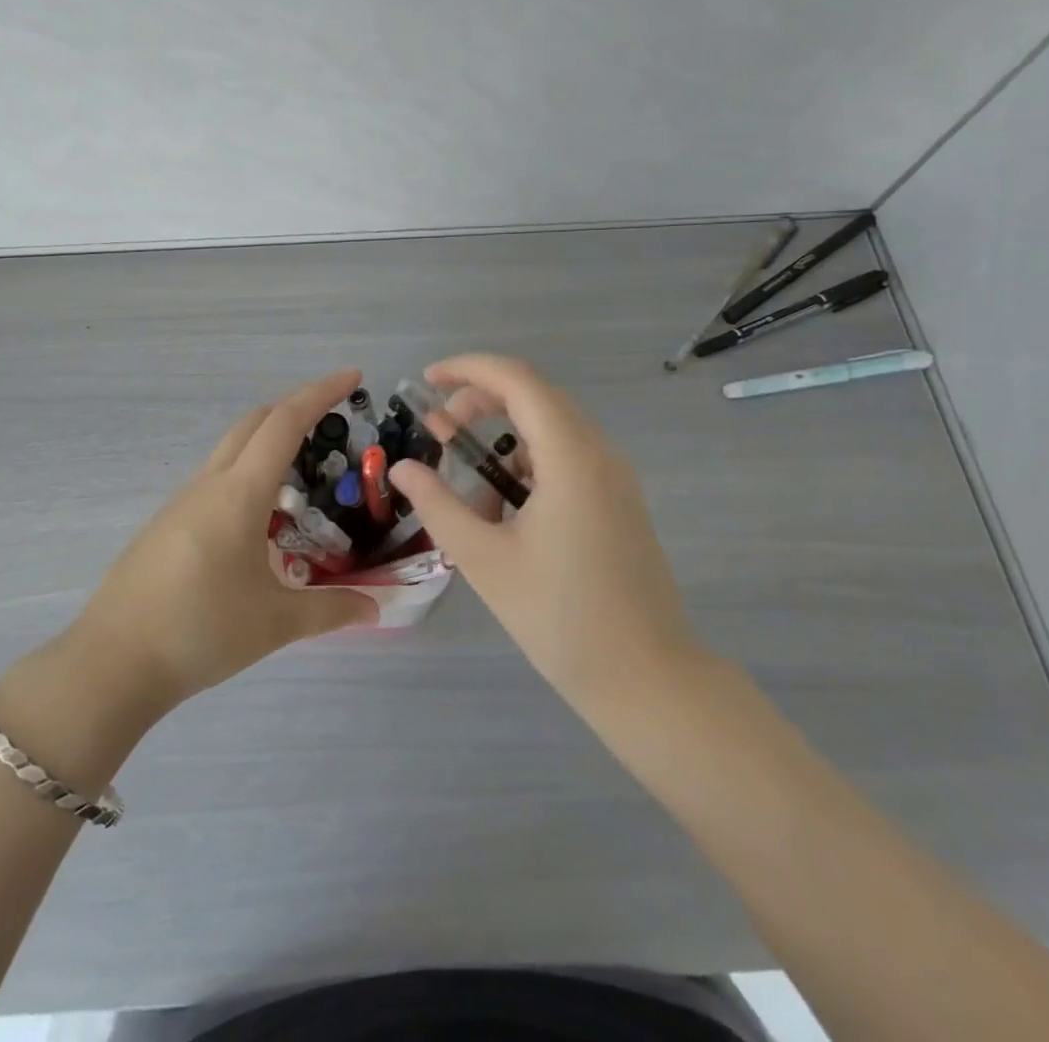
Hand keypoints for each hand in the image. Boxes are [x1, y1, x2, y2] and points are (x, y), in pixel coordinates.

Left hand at [66, 369, 377, 715]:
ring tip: (304, 476)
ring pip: (231, 450)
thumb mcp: (275, 623)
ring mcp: (181, 502)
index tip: (352, 376)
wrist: (112, 663)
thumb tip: (376, 608)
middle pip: (254, 423)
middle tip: (333, 422)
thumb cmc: (200, 631)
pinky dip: (246, 476)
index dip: (320, 393)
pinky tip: (259, 520)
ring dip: (268, 444)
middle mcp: (208, 484)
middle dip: (295, 409)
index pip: (284, 422)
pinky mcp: (166, 524)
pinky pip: (214, 480)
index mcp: (239, 493)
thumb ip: (330, 611)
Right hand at [389, 353, 706, 717]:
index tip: (426, 381)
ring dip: (502, 436)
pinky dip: (526, 465)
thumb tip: (402, 468)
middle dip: (479, 401)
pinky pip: (565, 458)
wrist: (646, 679)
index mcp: (571, 457)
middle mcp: (599, 453)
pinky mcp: (617, 500)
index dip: (468, 369)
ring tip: (467, 483)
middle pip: (534, 397)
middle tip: (437, 431)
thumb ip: (438, 504)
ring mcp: (614, 477)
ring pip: (550, 428)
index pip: (517, 380)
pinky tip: (504, 512)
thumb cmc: (560, 618)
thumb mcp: (484, 559)